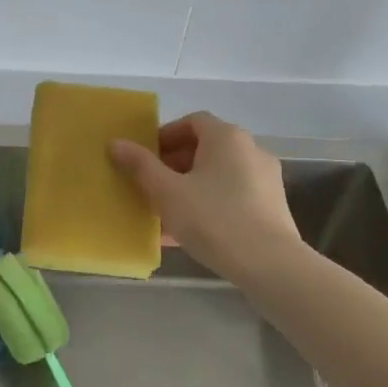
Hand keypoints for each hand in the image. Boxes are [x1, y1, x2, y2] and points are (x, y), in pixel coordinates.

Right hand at [109, 112, 300, 279]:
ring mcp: (265, 179)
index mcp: (226, 137)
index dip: (166, 135)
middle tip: (151, 185)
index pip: (192, 121)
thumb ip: (140, 165)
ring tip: (166, 211)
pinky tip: (189, 232)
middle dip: (174, 164)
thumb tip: (116, 143)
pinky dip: (209, 204)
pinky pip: (232, 196)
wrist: (270, 265)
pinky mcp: (271, 207)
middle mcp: (250, 149)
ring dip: (190, 186)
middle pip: (206, 147)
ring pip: (218, 175)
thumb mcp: (167, 192)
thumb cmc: (213, 219)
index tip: (146, 158)